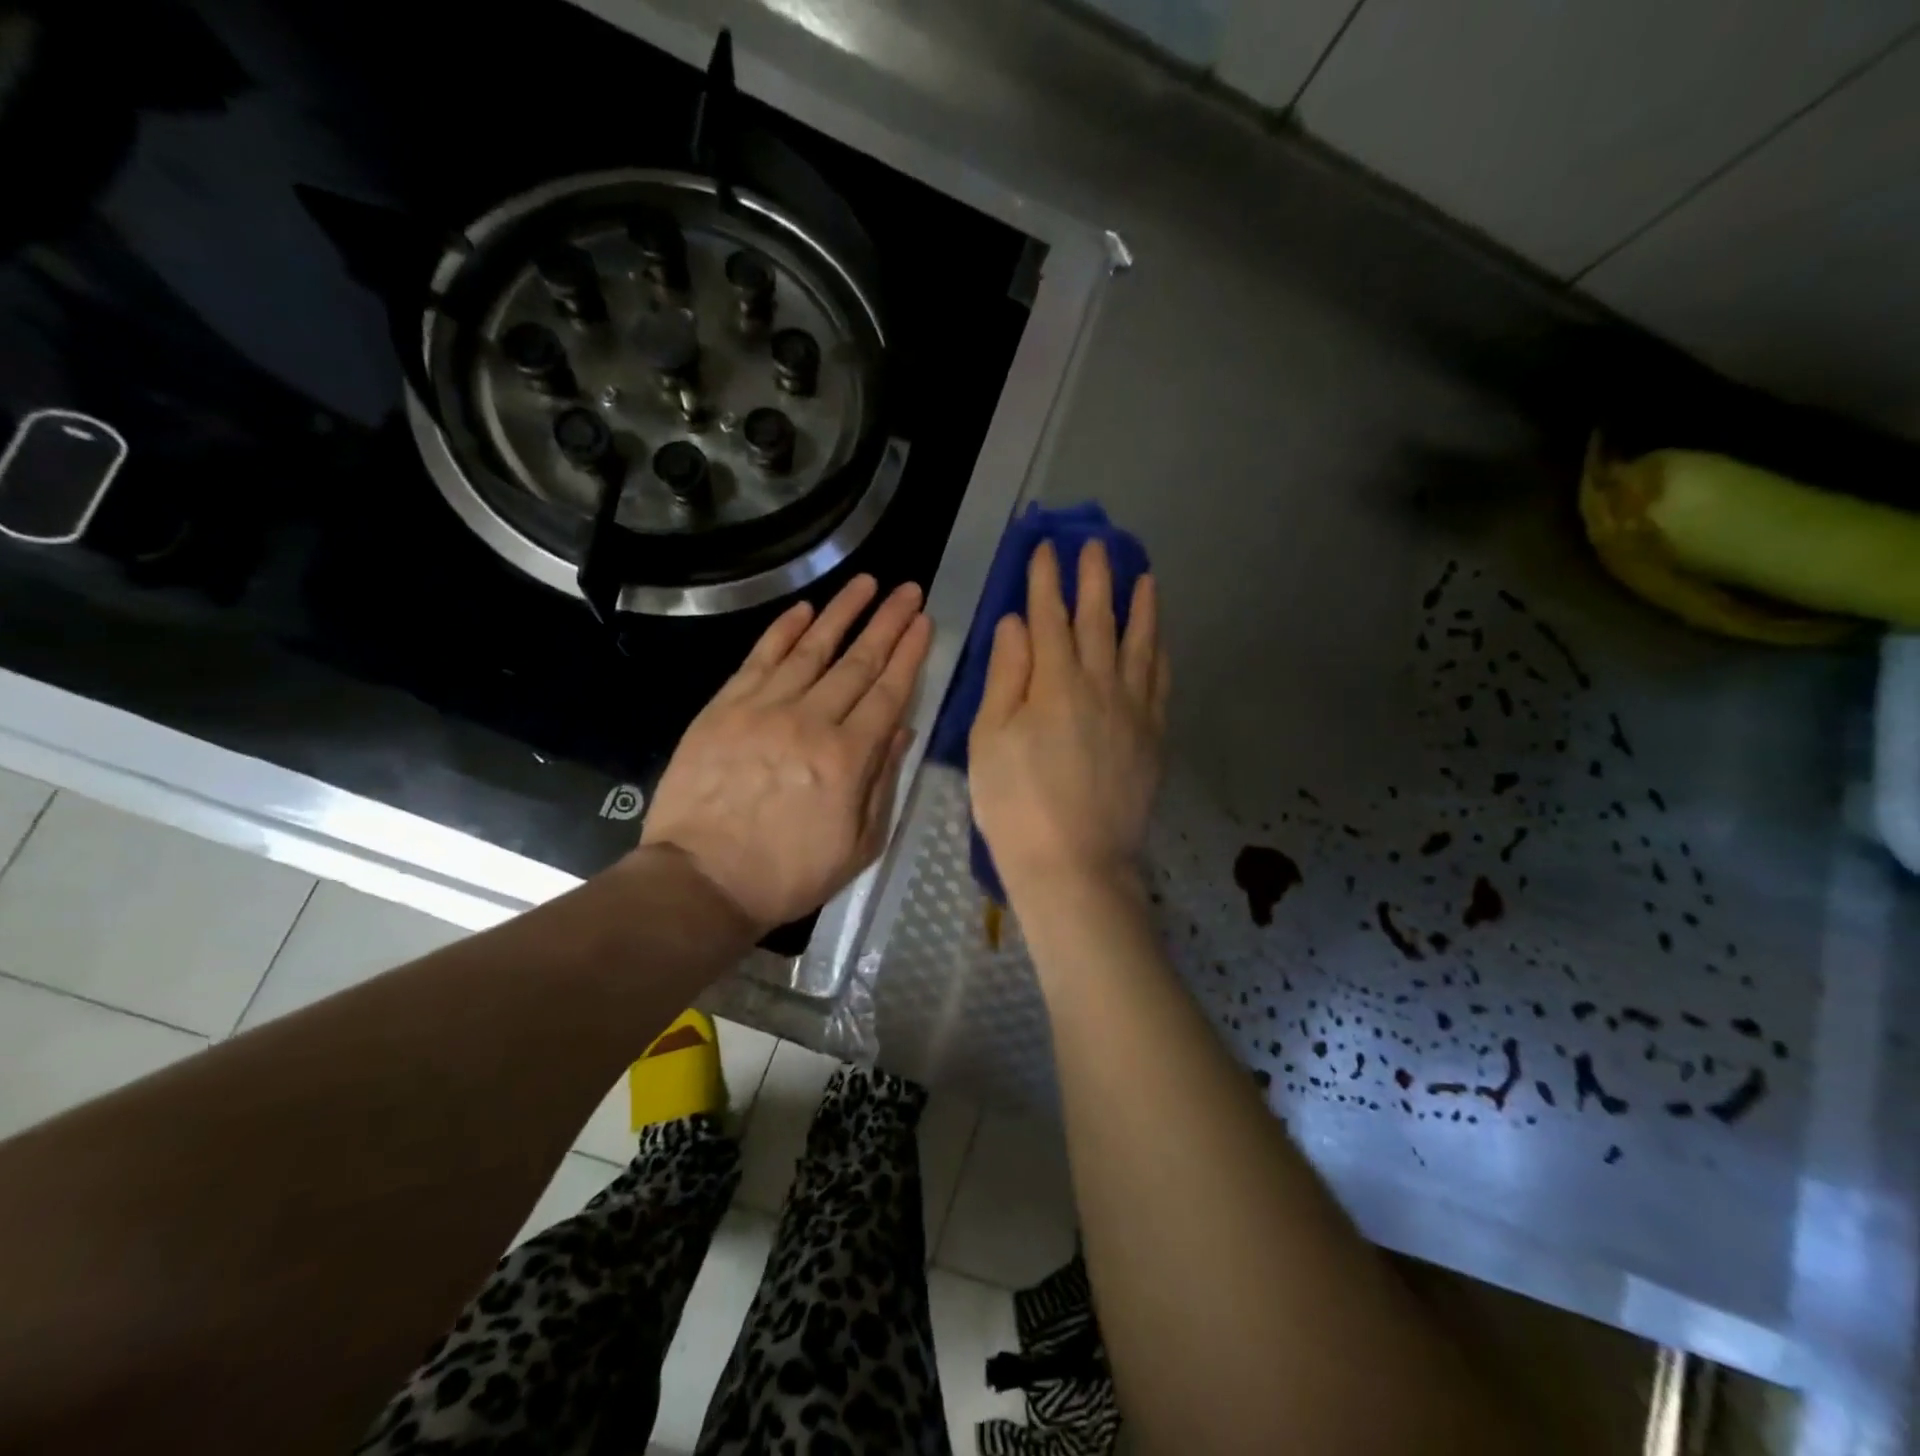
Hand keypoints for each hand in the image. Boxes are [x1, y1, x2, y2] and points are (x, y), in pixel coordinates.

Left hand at [640, 575, 931, 933]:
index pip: (888, 692)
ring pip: (811, 649)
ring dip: (842, 613)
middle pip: (857, 662)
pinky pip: (760, 659)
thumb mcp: (858, 845)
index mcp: (848, 758)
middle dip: (887, 623)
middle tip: (909, 590)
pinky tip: (805, 610)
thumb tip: (901, 730)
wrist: (702, 881)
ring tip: (866, 583)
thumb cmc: (788, 874)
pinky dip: (784, 631)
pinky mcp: (724, 708)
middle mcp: (810, 721)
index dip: (909, 654)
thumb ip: (882, 783)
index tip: (924, 621)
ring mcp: (763, 709)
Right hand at [969, 539, 1169, 899]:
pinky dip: (1159, 654)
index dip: (1045, 581)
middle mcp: (1100, 685)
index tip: (1044, 548)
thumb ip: (1005, 676)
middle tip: (1095, 544)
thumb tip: (1015, 623)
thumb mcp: (989, 740)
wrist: (1075, 865)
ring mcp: (1134, 711)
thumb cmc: (1016, 805)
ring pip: (1140, 645)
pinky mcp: (1153, 738)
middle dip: (1094, 578)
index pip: (1048, 618)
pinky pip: (1161, 683)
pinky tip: (1158, 641)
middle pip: (1099, 620)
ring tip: (1143, 575)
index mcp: (1054, 683)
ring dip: (1140, 606)